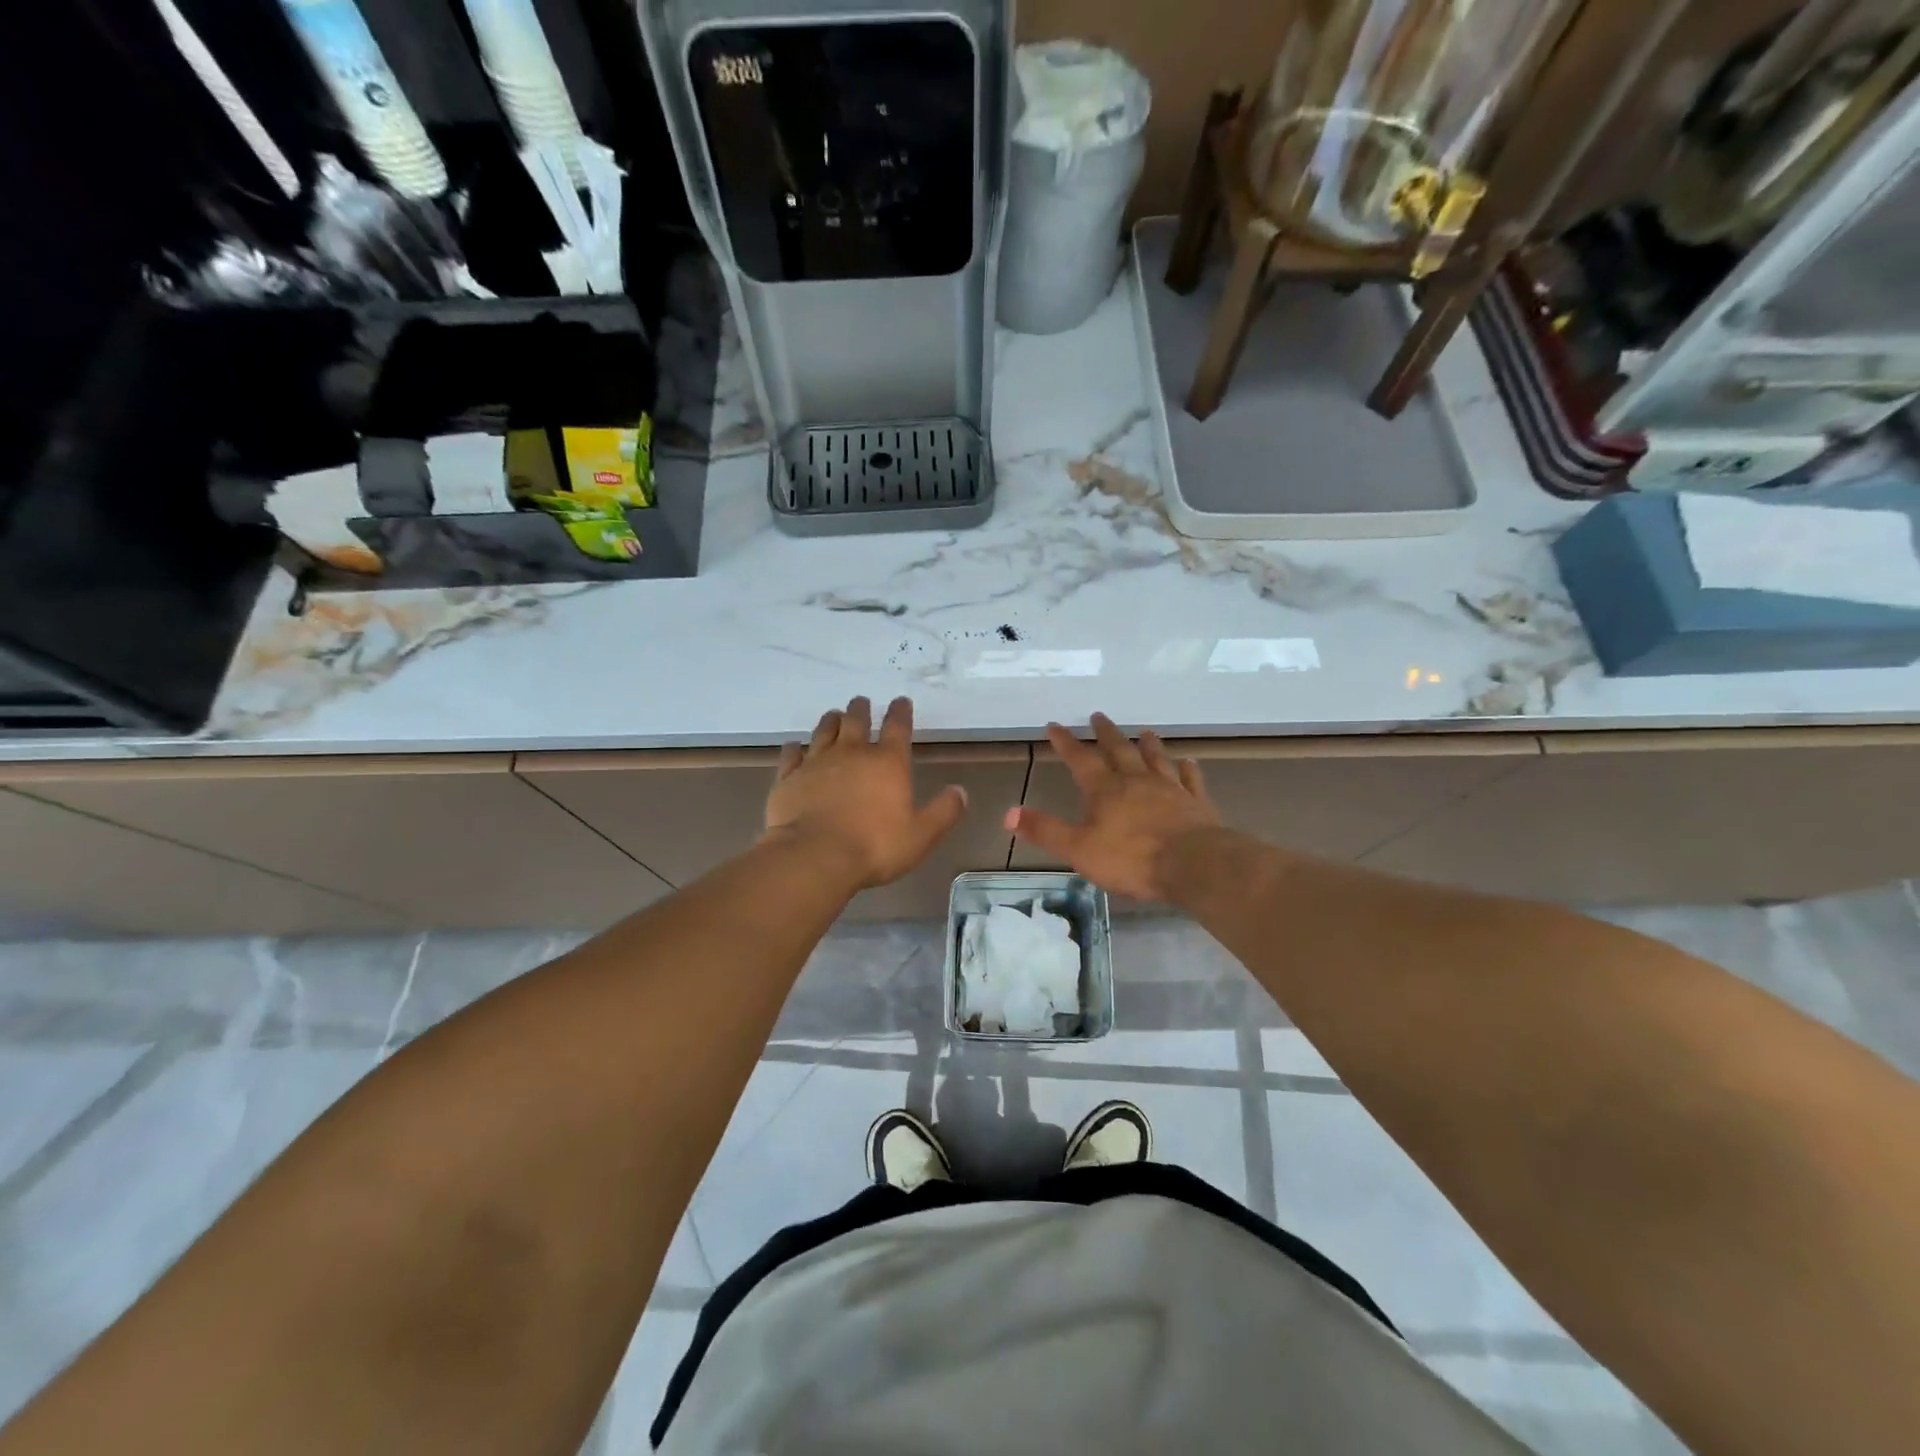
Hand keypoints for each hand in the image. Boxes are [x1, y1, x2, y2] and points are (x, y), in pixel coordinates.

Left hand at [765, 696, 968, 889]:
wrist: (814, 856)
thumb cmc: (874, 846)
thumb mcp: (921, 835)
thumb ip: (944, 811)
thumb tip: (960, 791)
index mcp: (887, 762)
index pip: (897, 727)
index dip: (900, 712)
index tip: (901, 701)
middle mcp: (852, 754)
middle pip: (856, 720)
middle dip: (861, 709)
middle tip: (861, 701)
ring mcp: (817, 763)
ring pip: (824, 731)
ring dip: (831, 720)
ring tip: (834, 715)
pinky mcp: (789, 778)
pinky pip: (791, 755)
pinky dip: (794, 748)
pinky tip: (794, 746)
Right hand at [1005, 713, 1220, 901]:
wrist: (1194, 864)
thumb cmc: (1132, 859)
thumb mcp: (1078, 849)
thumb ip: (1045, 830)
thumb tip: (1008, 814)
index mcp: (1105, 791)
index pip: (1080, 760)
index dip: (1066, 743)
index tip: (1055, 725)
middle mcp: (1137, 781)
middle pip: (1119, 751)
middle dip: (1106, 734)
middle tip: (1098, 716)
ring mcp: (1170, 789)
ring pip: (1156, 759)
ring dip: (1148, 744)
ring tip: (1144, 730)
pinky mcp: (1196, 803)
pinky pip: (1190, 780)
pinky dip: (1187, 770)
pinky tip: (1188, 762)